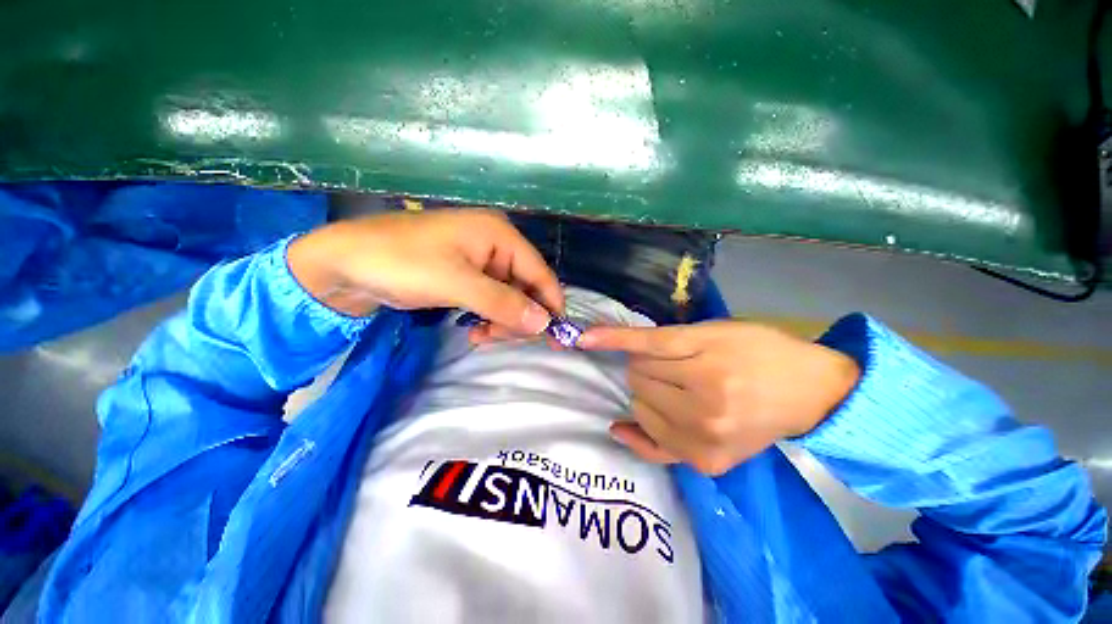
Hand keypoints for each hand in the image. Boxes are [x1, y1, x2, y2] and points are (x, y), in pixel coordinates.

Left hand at [287, 209, 562, 333]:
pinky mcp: (467, 273)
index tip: (554, 337)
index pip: (541, 273)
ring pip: (510, 296)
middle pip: (527, 286)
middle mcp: (497, 243)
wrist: (344, 262)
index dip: (550, 305)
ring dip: (503, 320)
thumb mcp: (456, 284)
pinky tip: (475, 329)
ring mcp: (481, 259)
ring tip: (481, 336)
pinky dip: (489, 316)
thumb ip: (503, 303)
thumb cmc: (401, 264)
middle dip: (520, 316)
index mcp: (500, 235)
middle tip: (498, 338)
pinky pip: (492, 298)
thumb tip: (544, 323)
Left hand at [578, 321, 859, 474]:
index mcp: (709, 361)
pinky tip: (622, 426)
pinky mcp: (706, 463)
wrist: (809, 392)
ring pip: (639, 406)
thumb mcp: (715, 332)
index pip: (645, 349)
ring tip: (673, 389)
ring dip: (646, 393)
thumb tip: (623, 352)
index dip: (612, 339)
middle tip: (670, 365)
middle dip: (645, 367)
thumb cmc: (760, 351)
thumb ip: (669, 339)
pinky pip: (653, 450)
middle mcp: (705, 403)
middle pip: (638, 377)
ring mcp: (704, 439)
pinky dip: (634, 433)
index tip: (582, 338)